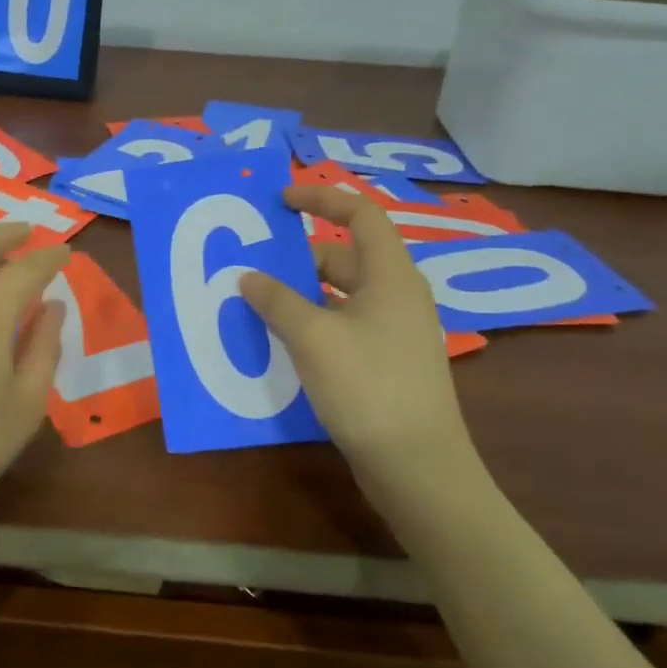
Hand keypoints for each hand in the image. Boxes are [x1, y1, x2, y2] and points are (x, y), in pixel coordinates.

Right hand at [239, 186, 488, 512]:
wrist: (417, 468)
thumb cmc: (368, 388)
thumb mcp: (313, 338)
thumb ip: (277, 301)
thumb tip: (248, 276)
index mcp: (391, 277)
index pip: (361, 215)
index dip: (321, 199)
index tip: (281, 202)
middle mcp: (398, 297)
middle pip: (346, 257)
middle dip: (299, 257)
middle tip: (254, 265)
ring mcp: (395, 332)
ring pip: (342, 295)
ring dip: (302, 294)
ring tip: (258, 303)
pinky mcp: (387, 363)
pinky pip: (345, 325)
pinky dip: (313, 323)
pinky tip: (283, 342)